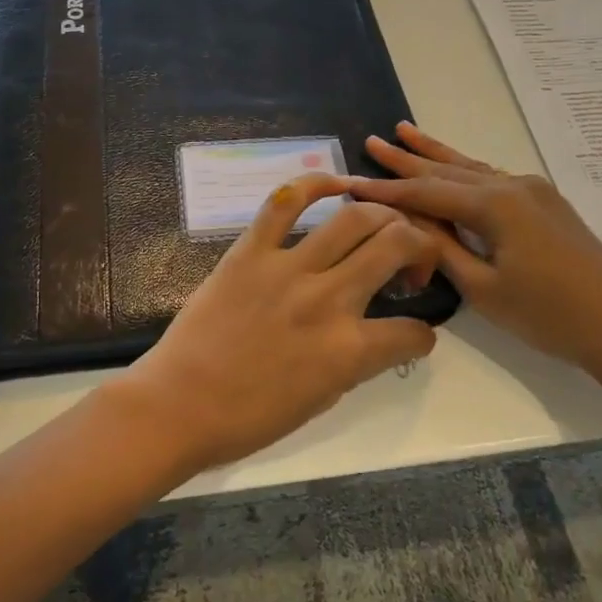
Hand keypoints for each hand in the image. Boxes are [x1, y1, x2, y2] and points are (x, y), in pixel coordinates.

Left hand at [119, 173, 438, 471]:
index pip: (412, 332)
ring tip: (383, 225)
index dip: (422, 335)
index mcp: (348, 351)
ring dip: (383, 215)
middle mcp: (328, 300)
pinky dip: (316, 184)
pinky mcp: (250, 250)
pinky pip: (286, 202)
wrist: (179, 404)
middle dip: (420, 247)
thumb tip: (371, 336)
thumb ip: (354, 362)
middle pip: (396, 245)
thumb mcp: (320, 400)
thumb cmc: (248, 417)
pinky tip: (337, 184)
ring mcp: (288, 268)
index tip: (413, 334)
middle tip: (408, 262)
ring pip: (354, 217)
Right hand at [349, 122, 601, 375]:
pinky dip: (464, 171)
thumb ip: (442, 249)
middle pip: (447, 170)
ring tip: (405, 132)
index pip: (426, 193)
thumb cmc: (549, 314)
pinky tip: (453, 166)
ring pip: (471, 168)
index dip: (386, 190)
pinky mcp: (546, 204)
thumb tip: (409, 223)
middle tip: (373, 140)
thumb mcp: (484, 288)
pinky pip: (492, 179)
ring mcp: (533, 191)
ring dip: (436, 154)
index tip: (350, 183)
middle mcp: (512, 186)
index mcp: (494, 205)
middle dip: (407, 157)